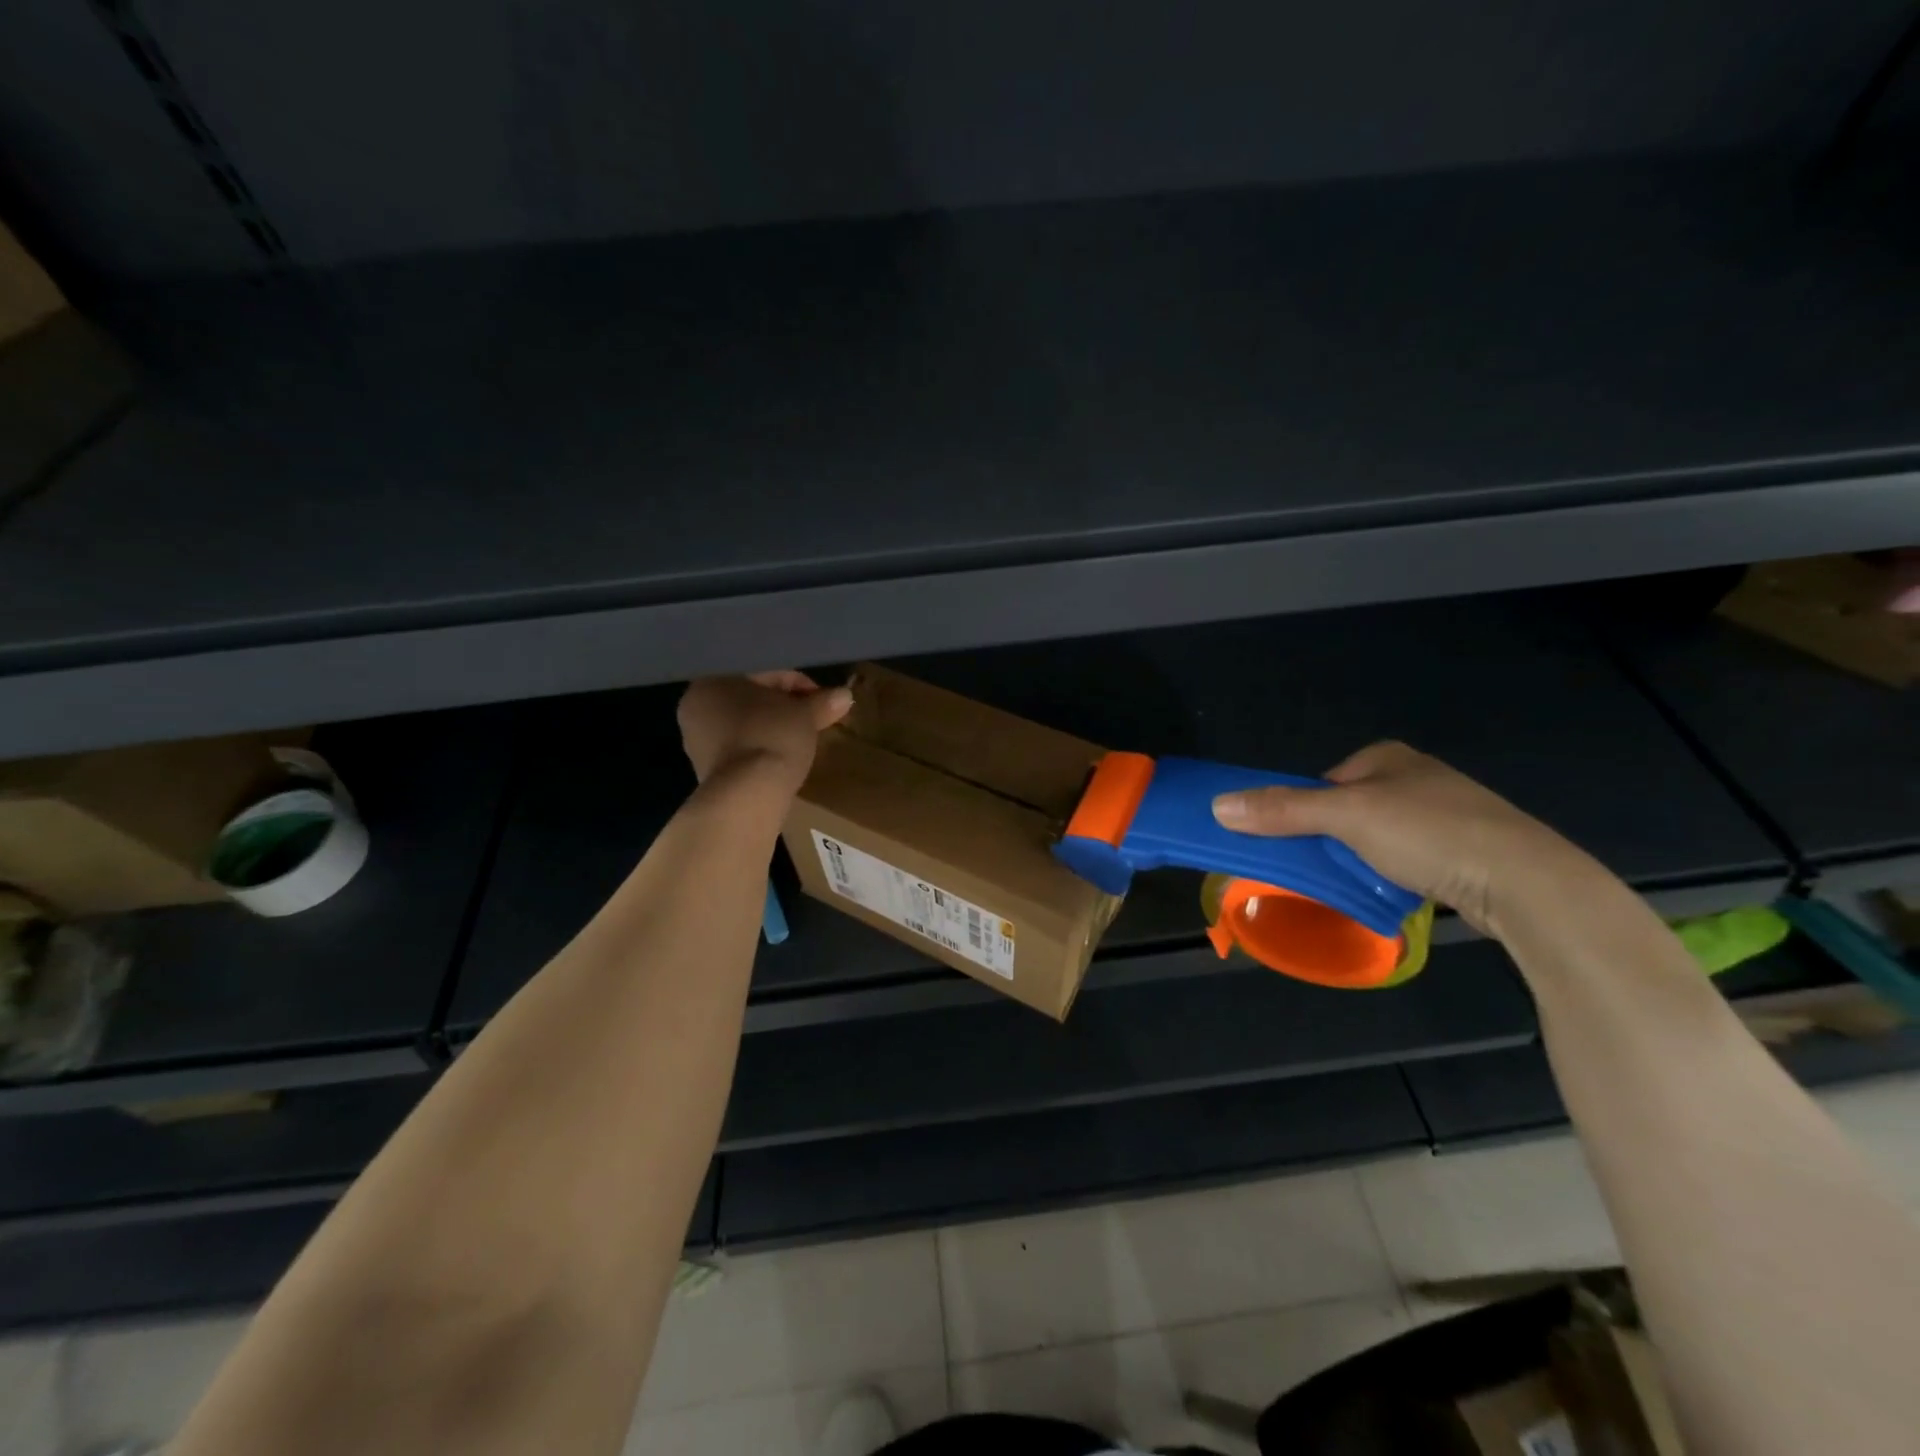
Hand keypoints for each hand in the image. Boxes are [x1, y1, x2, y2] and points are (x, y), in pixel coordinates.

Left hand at [677, 672, 852, 792]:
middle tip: (813, 719)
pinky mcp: (705, 767)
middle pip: (752, 697)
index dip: (800, 684)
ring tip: (801, 739)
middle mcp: (696, 703)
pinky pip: (739, 746)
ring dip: (773, 725)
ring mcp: (696, 738)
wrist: (747, 795)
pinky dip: (761, 746)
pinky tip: (782, 756)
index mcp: (714, 678)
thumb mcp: (805, 715)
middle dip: (785, 705)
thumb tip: (845, 695)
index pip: (765, 671)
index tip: (822, 701)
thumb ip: (822, 702)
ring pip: (745, 722)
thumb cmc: (772, 738)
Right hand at [1211, 741, 1600, 936]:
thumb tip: (1217, 805)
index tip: (1299, 845)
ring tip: (1361, 884)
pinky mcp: (1466, 848)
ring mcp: (1445, 812)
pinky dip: (1395, 873)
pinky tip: (1398, 891)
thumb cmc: (1428, 833)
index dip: (1303, 813)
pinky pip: (1409, 857)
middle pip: (1347, 810)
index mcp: (1386, 756)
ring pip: (1378, 837)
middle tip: (1326, 868)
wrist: (1524, 881)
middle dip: (1333, 839)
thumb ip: (1282, 810)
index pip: (1322, 783)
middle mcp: (1415, 776)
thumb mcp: (1345, 818)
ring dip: (1362, 860)